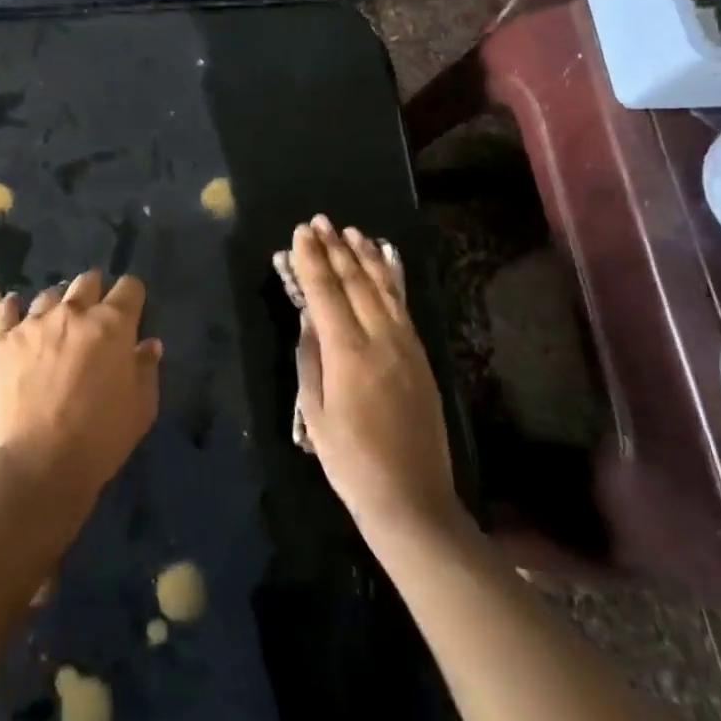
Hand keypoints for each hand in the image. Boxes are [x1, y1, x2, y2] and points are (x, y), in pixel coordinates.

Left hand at [0, 270, 161, 508]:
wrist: (34, 466)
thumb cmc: (98, 440)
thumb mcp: (140, 410)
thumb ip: (146, 370)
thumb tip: (148, 344)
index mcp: (112, 325)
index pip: (129, 288)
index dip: (132, 297)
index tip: (131, 312)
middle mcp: (72, 313)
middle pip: (88, 281)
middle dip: (95, 292)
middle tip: (94, 317)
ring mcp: (32, 323)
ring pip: (49, 295)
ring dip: (58, 306)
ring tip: (55, 327)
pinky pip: (6, 309)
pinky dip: (13, 309)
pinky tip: (15, 315)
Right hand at [293, 218, 458, 536]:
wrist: (413, 499)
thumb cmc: (351, 461)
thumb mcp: (314, 413)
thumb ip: (310, 358)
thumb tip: (309, 319)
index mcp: (348, 354)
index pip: (325, 293)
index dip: (310, 260)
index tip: (300, 233)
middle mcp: (380, 339)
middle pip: (355, 282)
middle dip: (334, 249)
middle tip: (319, 222)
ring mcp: (406, 345)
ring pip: (383, 287)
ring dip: (364, 256)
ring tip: (350, 231)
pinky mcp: (421, 355)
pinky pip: (403, 305)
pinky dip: (390, 278)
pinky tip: (383, 262)